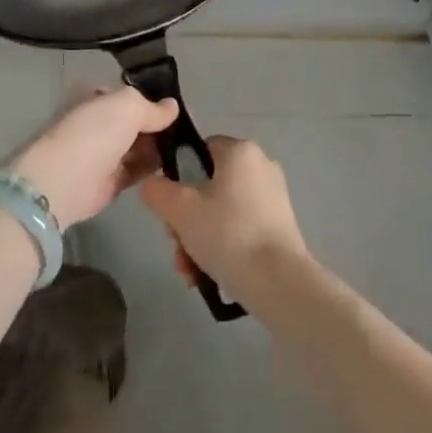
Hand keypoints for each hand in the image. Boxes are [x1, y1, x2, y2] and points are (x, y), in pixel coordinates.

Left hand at [8, 88, 179, 229]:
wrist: (65, 181)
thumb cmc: (95, 132)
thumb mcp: (128, 106)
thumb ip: (152, 107)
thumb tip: (173, 106)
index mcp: (98, 97)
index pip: (130, 94)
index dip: (153, 97)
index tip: (179, 103)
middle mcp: (101, 122)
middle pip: (137, 120)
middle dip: (159, 123)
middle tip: (190, 126)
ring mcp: (106, 152)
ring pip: (140, 145)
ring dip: (160, 145)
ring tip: (189, 145)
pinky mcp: (112, 180)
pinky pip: (139, 169)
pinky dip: (155, 167)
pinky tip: (177, 164)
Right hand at [139, 136, 310, 306]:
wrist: (279, 282)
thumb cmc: (228, 234)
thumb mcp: (180, 211)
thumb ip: (158, 191)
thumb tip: (151, 184)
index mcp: (240, 151)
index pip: (200, 150)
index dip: (178, 176)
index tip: (169, 207)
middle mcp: (260, 165)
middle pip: (209, 186)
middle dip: (186, 220)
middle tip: (176, 246)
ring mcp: (273, 196)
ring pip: (223, 212)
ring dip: (200, 239)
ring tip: (190, 272)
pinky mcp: (281, 225)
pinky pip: (241, 228)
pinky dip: (223, 247)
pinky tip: (209, 276)